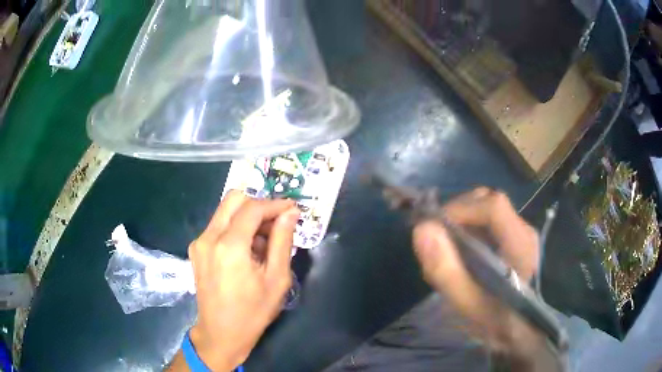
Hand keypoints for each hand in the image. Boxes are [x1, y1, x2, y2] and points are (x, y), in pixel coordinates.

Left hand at [169, 190, 299, 370]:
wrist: (221, 333)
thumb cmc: (253, 312)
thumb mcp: (276, 279)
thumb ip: (283, 241)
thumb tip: (290, 213)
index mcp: (230, 246)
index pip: (253, 207)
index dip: (275, 204)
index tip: (292, 209)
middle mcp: (209, 237)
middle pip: (234, 199)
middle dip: (259, 205)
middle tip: (276, 224)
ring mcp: (199, 242)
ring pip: (225, 211)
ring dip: (247, 217)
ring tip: (264, 243)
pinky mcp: (196, 249)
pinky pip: (218, 226)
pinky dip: (236, 228)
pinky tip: (247, 251)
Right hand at [412, 188, 544, 362]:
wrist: (525, 332)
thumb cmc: (498, 322)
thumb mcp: (468, 305)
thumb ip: (445, 270)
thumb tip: (422, 228)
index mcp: (519, 244)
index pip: (492, 205)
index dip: (460, 208)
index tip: (435, 227)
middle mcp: (523, 230)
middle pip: (488, 201)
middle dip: (458, 213)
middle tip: (439, 239)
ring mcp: (521, 233)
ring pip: (487, 210)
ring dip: (462, 221)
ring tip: (449, 249)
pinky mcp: (515, 240)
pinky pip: (489, 223)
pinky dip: (470, 229)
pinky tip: (463, 254)